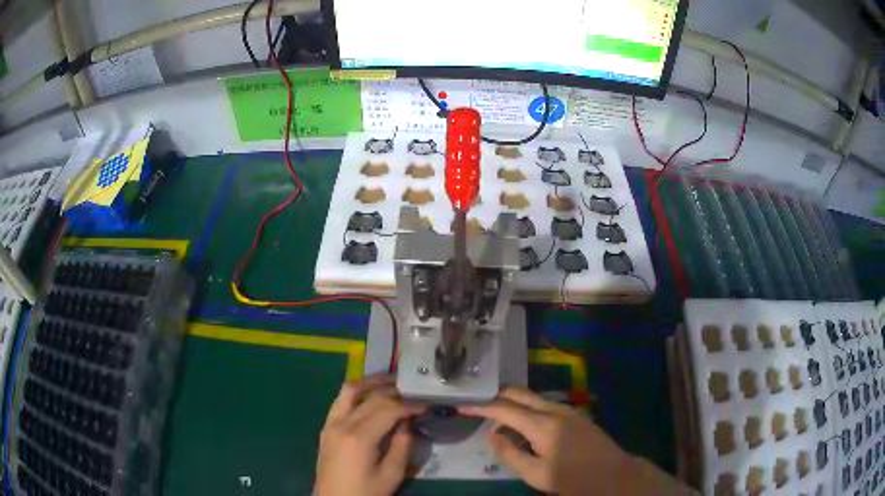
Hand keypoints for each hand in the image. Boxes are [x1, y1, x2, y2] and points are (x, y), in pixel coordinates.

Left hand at [314, 375, 422, 495]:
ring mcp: (330, 423)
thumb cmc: (365, 493)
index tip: (426, 404)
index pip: (388, 409)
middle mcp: (342, 424)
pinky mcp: (326, 427)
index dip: (409, 404)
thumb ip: (402, 446)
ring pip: (350, 391)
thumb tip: (408, 423)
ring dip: (371, 383)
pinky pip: (340, 400)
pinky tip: (369, 394)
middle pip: (371, 397)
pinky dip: (356, 392)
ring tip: (391, 380)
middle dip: (395, 390)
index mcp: (359, 438)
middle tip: (414, 389)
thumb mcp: (391, 475)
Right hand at [460, 387, 689, 494]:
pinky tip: (522, 426)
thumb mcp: (535, 474)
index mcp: (543, 425)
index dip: (481, 406)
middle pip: (519, 393)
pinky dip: (527, 410)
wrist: (612, 474)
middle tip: (476, 403)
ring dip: (512, 403)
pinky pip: (544, 405)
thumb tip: (492, 434)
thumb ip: (510, 453)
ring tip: (495, 418)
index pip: (504, 408)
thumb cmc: (572, 478)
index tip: (462, 405)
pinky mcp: (575, 414)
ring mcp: (567, 409)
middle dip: (496, 395)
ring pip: (532, 397)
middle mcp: (555, 409)